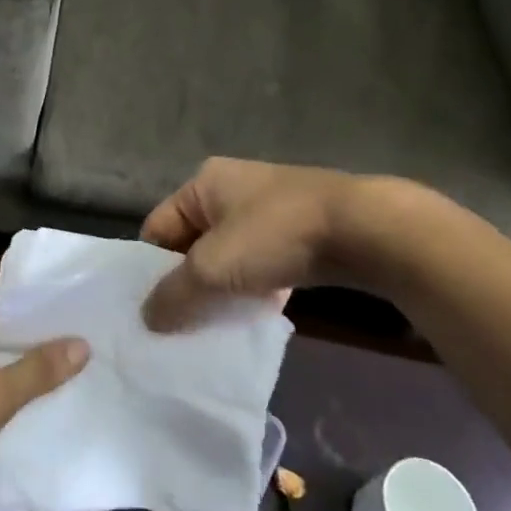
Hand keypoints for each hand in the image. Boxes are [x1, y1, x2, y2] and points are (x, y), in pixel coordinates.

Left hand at [0, 288, 88, 510]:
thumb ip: (38, 370)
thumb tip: (83, 343)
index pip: (6, 297)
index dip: (44, 306)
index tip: (85, 313)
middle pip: (0, 326)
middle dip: (39, 339)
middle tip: (90, 343)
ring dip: (24, 366)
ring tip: (77, 370)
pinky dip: (6, 388)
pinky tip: (40, 401)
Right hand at [140, 158, 426, 331]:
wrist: (364, 229)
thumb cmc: (273, 236)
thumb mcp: (212, 268)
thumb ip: (175, 294)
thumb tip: (146, 319)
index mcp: (203, 183)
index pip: (158, 228)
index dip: (151, 269)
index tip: (153, 311)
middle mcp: (232, 188)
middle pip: (193, 244)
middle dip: (189, 283)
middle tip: (181, 325)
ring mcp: (269, 208)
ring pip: (230, 256)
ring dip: (223, 289)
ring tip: (218, 326)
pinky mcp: (300, 229)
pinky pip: (262, 262)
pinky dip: (256, 287)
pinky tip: (258, 315)